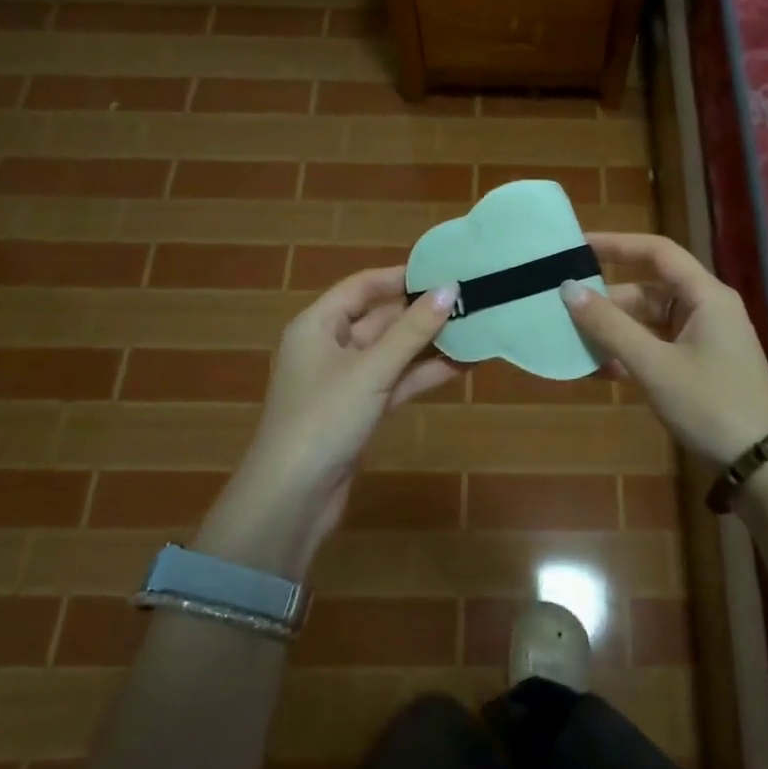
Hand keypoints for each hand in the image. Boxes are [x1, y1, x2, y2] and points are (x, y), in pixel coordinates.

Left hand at [195, 269, 458, 577]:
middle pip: (380, 318)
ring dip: (428, 343)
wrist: (293, 498)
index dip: (401, 276)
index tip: (444, 270)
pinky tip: (461, 365)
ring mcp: (346, 380)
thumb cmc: (324, 419)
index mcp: (318, 325)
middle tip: (470, 299)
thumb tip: (451, 288)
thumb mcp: (371, 369)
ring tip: (475, 328)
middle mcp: (330, 346)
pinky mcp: (360, 410)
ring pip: (392, 351)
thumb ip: (413, 330)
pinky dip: (423, 373)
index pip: (362, 286)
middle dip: (422, 311)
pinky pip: (396, 380)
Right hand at [561, 233, 767, 466]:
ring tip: (575, 342)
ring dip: (617, 331)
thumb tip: (568, 290)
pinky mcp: (700, 366)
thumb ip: (610, 326)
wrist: (763, 464)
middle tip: (566, 310)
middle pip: (650, 290)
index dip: (617, 244)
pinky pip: (659, 347)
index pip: (657, 252)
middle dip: (609, 301)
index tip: (578, 247)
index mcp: (706, 296)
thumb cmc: (710, 404)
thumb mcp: (654, 365)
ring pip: (651, 322)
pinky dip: (632, 353)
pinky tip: (601, 369)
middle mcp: (707, 309)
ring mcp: (705, 339)